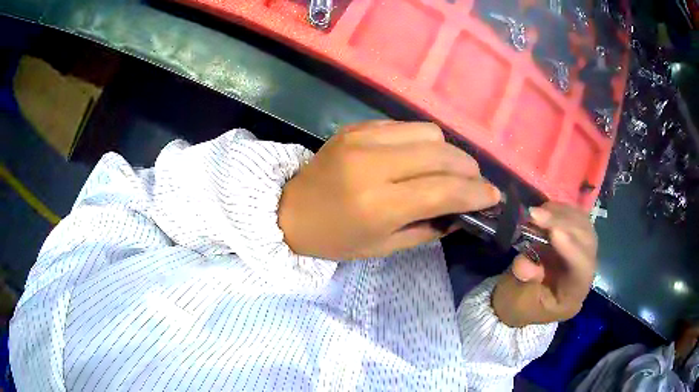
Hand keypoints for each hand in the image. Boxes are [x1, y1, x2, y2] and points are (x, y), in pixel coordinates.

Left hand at [278, 121, 500, 259]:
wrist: (289, 210)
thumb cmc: (335, 239)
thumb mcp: (383, 247)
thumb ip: (429, 228)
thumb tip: (463, 211)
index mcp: (378, 205)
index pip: (443, 190)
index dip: (476, 192)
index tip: (494, 196)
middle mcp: (372, 165)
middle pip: (442, 154)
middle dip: (469, 169)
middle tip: (475, 183)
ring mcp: (362, 140)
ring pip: (428, 132)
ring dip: (448, 151)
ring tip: (450, 169)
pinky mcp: (356, 127)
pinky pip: (405, 126)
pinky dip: (423, 141)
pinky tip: (421, 157)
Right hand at [492, 202, 597, 325]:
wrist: (521, 297)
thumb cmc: (519, 303)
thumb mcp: (515, 301)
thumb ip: (522, 282)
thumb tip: (524, 263)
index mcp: (573, 296)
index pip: (581, 271)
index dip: (572, 250)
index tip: (553, 232)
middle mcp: (584, 273)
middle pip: (586, 244)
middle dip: (564, 224)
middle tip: (536, 214)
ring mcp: (583, 253)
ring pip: (584, 227)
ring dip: (563, 214)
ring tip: (538, 210)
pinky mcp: (577, 238)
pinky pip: (577, 218)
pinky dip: (562, 210)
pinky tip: (546, 209)